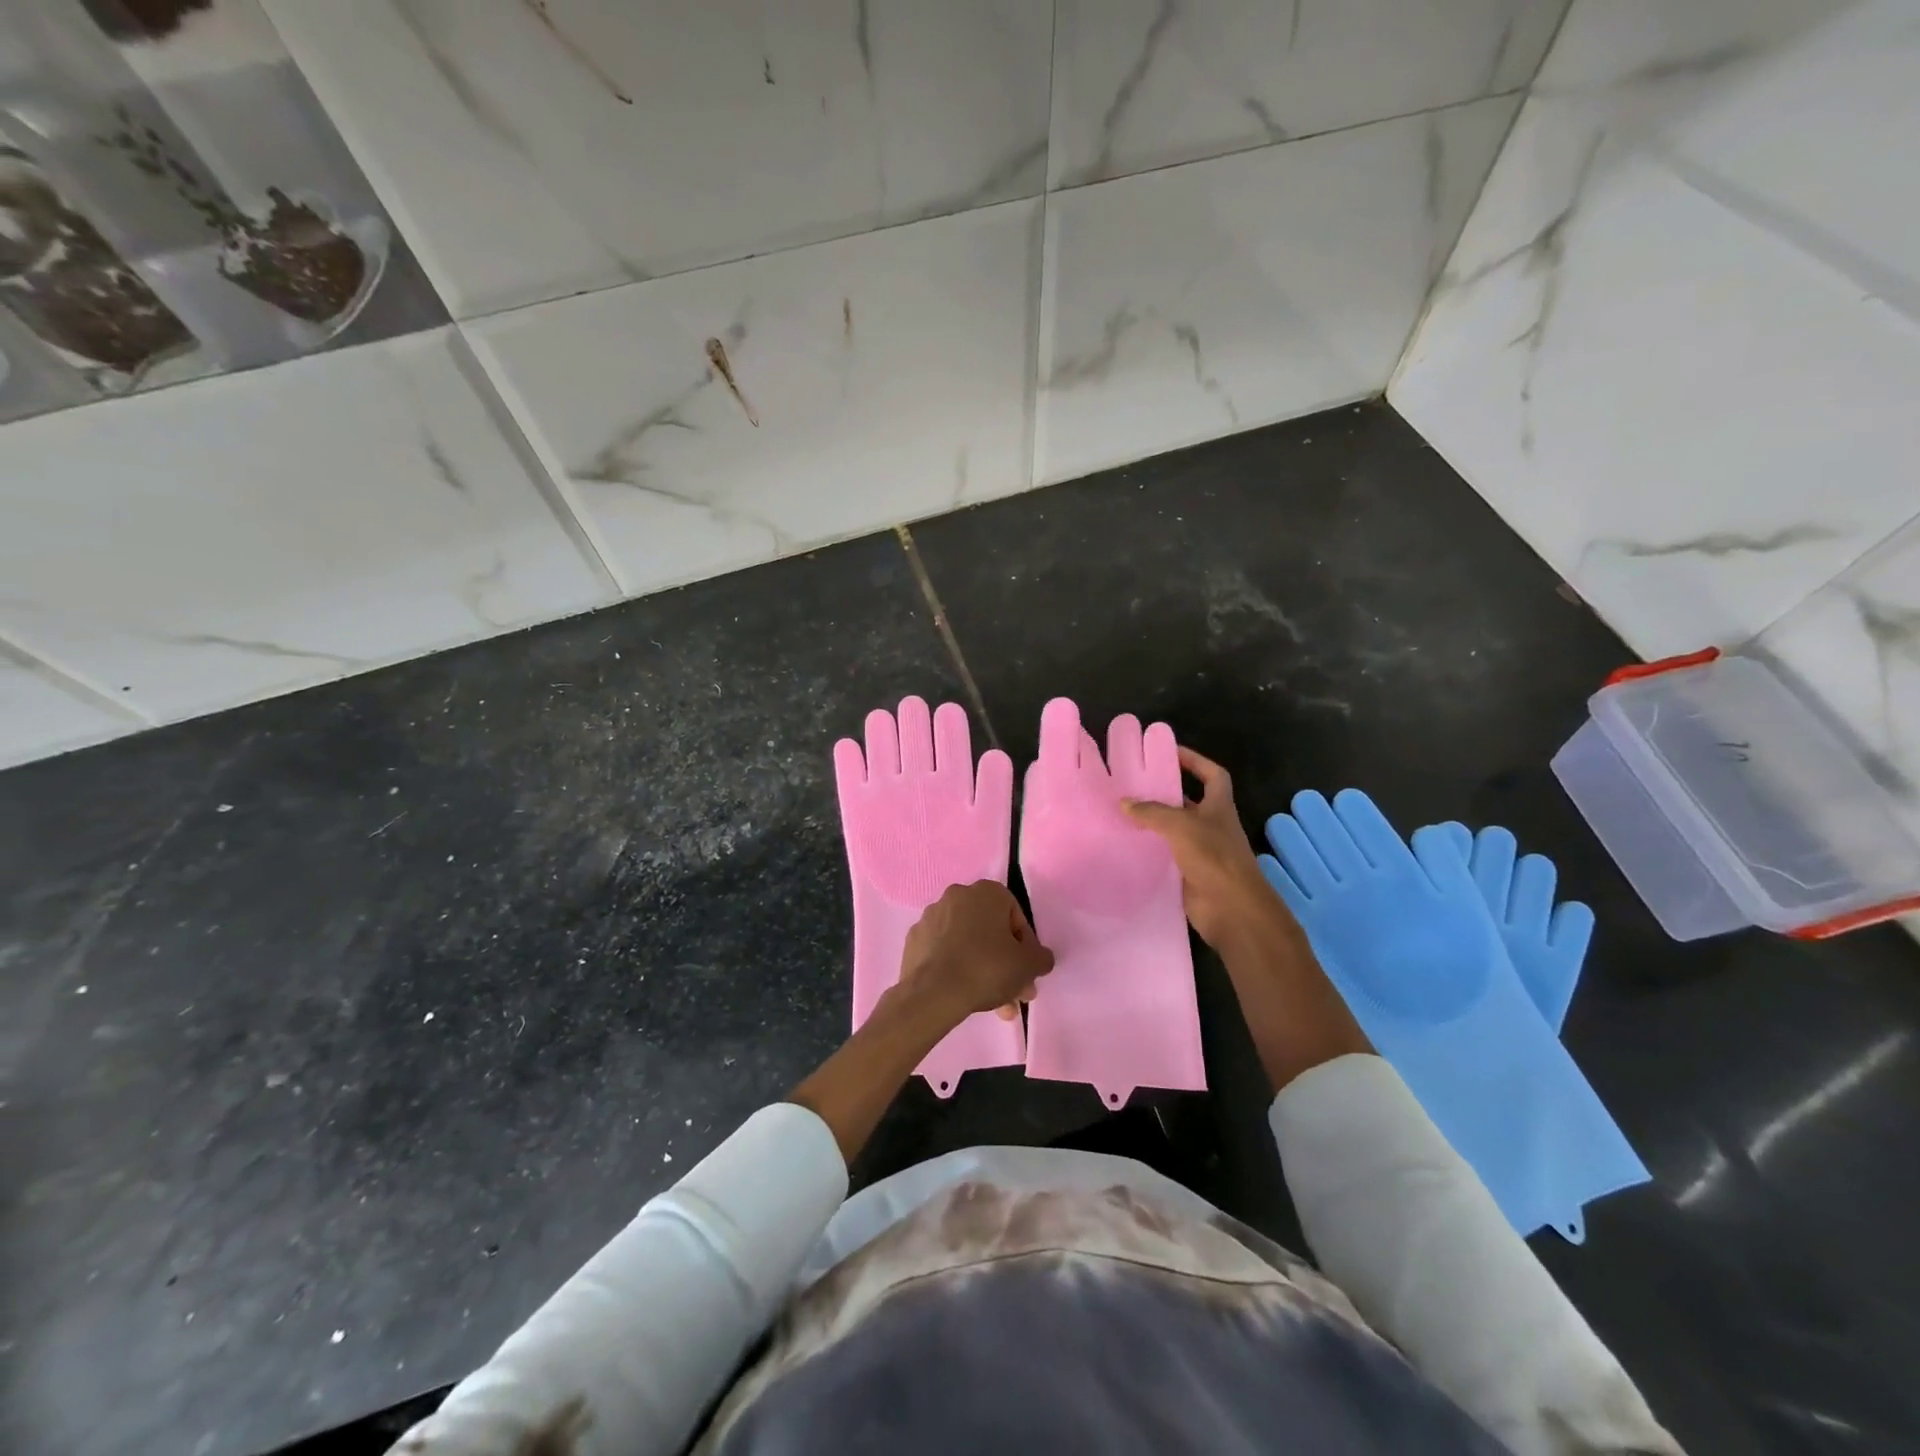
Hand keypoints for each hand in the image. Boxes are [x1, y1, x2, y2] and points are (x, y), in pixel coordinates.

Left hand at [898, 880, 1054, 1024]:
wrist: (933, 993)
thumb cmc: (987, 968)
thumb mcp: (1029, 965)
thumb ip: (1041, 957)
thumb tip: (1040, 958)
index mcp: (986, 892)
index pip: (1015, 917)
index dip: (1026, 947)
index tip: (1027, 972)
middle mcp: (957, 896)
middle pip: (990, 932)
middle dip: (1006, 964)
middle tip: (1015, 993)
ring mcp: (931, 917)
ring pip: (968, 944)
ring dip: (984, 971)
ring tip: (994, 1006)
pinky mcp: (915, 940)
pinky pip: (944, 952)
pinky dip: (956, 969)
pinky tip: (965, 995)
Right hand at [1126, 747, 1369, 1088]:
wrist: (1232, 911)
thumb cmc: (1215, 859)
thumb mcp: (1182, 827)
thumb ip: (1152, 812)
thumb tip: (1124, 802)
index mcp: (1219, 808)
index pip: (1212, 775)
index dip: (1195, 761)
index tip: (1170, 751)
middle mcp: (1211, 827)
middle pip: (1188, 802)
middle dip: (1165, 792)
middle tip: (1132, 783)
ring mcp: (1201, 852)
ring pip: (1173, 831)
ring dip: (1153, 823)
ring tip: (1121, 812)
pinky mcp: (1188, 875)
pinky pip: (1165, 856)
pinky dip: (1148, 850)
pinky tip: (1125, 845)